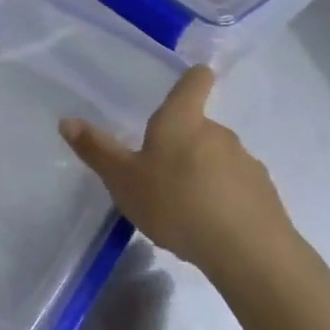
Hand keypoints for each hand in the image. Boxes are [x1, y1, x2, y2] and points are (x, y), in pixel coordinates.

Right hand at [60, 66, 298, 281]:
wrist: (247, 251)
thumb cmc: (176, 203)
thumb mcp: (123, 180)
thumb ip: (97, 150)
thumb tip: (66, 120)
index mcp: (182, 120)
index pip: (194, 81)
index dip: (192, 77)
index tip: (188, 80)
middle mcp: (217, 132)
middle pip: (199, 125)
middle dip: (181, 142)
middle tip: (158, 171)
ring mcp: (245, 162)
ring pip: (217, 158)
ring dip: (202, 172)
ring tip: (183, 206)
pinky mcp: (263, 193)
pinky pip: (236, 187)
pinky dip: (222, 198)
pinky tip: (209, 226)